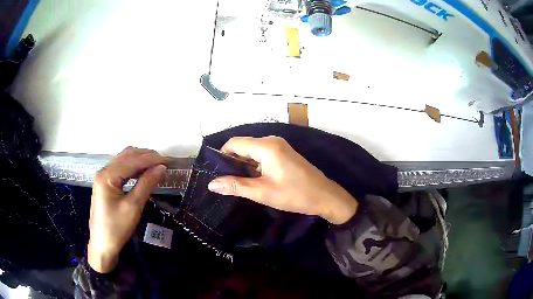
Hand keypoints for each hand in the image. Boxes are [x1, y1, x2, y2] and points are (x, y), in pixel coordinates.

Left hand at [87, 147, 167, 272]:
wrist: (102, 245)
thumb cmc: (117, 228)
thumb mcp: (133, 207)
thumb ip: (146, 184)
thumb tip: (161, 168)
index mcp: (107, 176)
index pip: (132, 161)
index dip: (151, 159)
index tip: (168, 161)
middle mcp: (104, 171)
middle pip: (126, 156)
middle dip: (146, 156)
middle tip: (164, 162)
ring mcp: (103, 177)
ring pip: (123, 160)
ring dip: (140, 160)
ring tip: (156, 166)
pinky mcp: (105, 183)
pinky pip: (120, 169)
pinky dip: (133, 167)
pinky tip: (142, 172)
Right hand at [207, 137, 357, 224]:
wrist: (325, 196)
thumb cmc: (294, 194)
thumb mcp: (262, 192)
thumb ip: (236, 186)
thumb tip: (212, 184)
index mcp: (266, 146)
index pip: (234, 143)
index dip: (222, 156)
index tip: (216, 173)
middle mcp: (272, 141)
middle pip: (243, 146)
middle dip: (232, 162)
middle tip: (225, 181)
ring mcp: (280, 146)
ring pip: (253, 151)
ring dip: (243, 165)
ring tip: (237, 182)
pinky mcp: (284, 153)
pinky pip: (262, 155)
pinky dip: (254, 165)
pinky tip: (253, 179)